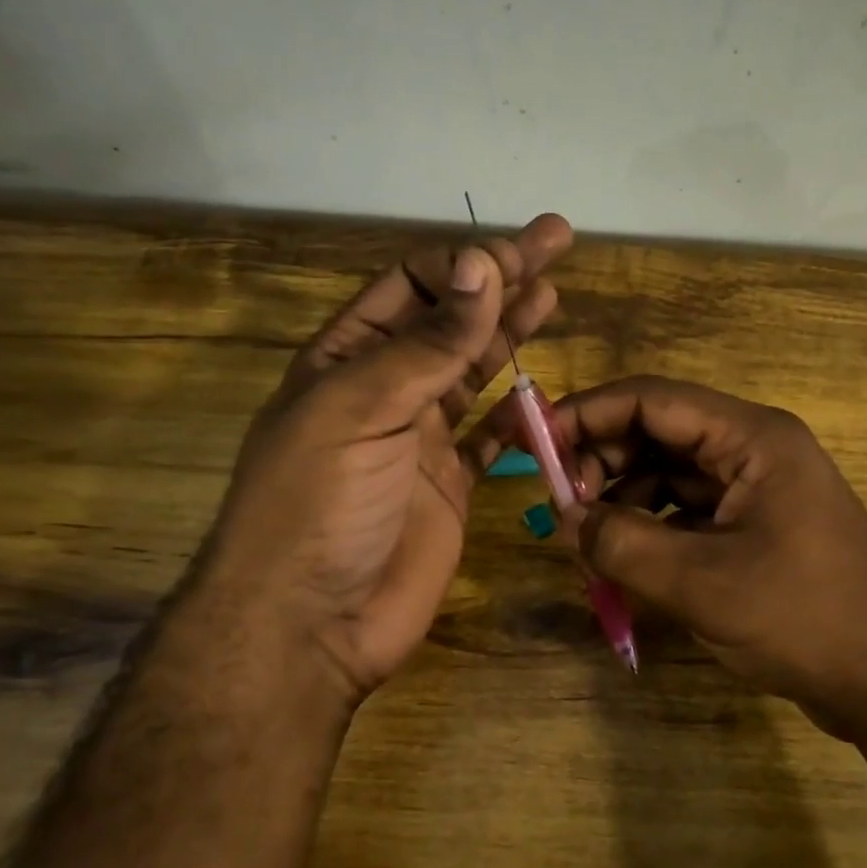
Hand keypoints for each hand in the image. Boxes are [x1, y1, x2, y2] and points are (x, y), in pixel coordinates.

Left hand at [181, 215, 572, 710]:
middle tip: (556, 243)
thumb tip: (482, 265)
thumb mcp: (364, 408)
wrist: (310, 624)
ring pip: (473, 372)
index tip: (518, 253)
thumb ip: (429, 343)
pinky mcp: (449, 486)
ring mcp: (419, 440)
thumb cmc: (319, 503)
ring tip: (554, 296)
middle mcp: (383, 390)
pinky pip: (489, 438)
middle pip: (451, 320)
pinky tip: (541, 391)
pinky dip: (515, 415)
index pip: (411, 287)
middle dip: (501, 280)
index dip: (464, 265)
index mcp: (346, 359)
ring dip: (511, 334)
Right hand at [532, 376, 866, 741]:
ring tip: (585, 539)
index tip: (535, 441)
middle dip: (603, 460)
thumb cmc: (803, 619)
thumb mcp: (700, 583)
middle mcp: (755, 449)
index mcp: (752, 438)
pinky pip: (688, 509)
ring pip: (670, 472)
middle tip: (560, 505)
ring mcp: (758, 487)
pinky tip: (623, 558)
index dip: (587, 413)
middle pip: (659, 431)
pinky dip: (652, 526)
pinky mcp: (756, 525)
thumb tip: (564, 520)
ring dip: (624, 497)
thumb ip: (622, 543)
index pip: (652, 399)